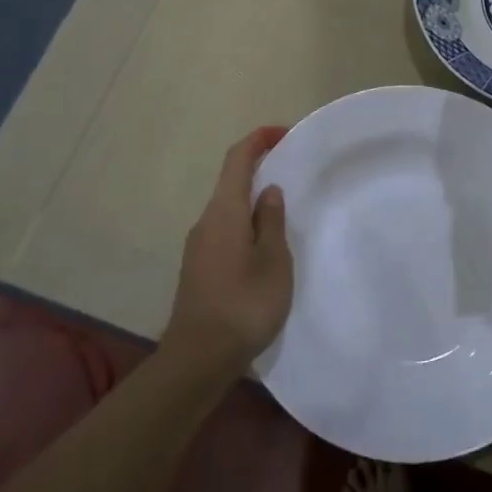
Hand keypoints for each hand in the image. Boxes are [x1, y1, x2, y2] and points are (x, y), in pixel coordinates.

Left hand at [163, 126, 293, 376]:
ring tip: (285, 210)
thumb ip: (271, 221)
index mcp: (224, 212)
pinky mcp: (199, 268)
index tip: (283, 133)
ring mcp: (199, 246)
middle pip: (231, 182)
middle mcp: (206, 221)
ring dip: (253, 200)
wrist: (199, 358)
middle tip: (292, 171)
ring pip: (228, 209)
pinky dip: (246, 223)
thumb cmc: (244, 304)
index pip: (237, 159)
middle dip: (259, 169)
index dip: (258, 139)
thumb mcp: (273, 260)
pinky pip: (225, 230)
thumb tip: (267, 190)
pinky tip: (265, 245)